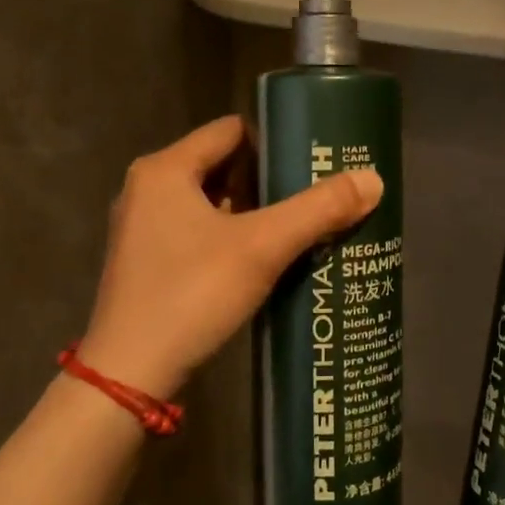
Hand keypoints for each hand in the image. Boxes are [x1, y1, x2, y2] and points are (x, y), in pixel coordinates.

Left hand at [78, 115, 381, 396]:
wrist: (129, 374)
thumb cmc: (192, 293)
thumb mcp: (263, 247)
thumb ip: (319, 209)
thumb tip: (374, 179)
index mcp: (165, 170)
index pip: (230, 131)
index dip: (274, 140)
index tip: (314, 159)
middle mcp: (148, 190)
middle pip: (222, 166)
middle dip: (269, 179)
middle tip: (316, 193)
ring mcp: (144, 229)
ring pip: (212, 203)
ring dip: (254, 211)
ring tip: (302, 224)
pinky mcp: (148, 264)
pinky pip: (199, 233)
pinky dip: (233, 237)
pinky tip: (267, 259)